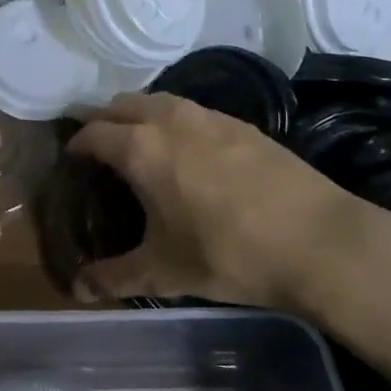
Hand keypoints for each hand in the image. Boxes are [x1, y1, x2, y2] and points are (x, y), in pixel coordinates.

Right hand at [67, 93, 388, 311]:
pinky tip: (191, 154)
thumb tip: (78, 289)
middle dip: (103, 121)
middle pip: (121, 104)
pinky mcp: (241, 124)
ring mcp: (208, 117)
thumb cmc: (229, 254)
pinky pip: (193, 112)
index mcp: (140, 148)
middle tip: (99, 149)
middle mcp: (169, 120)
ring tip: (141, 146)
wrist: (320, 241)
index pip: (92, 133)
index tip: (71, 160)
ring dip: (140, 116)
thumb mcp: (164, 271)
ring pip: (159, 101)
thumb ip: (115, 276)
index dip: (76, 144)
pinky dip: (176, 122)